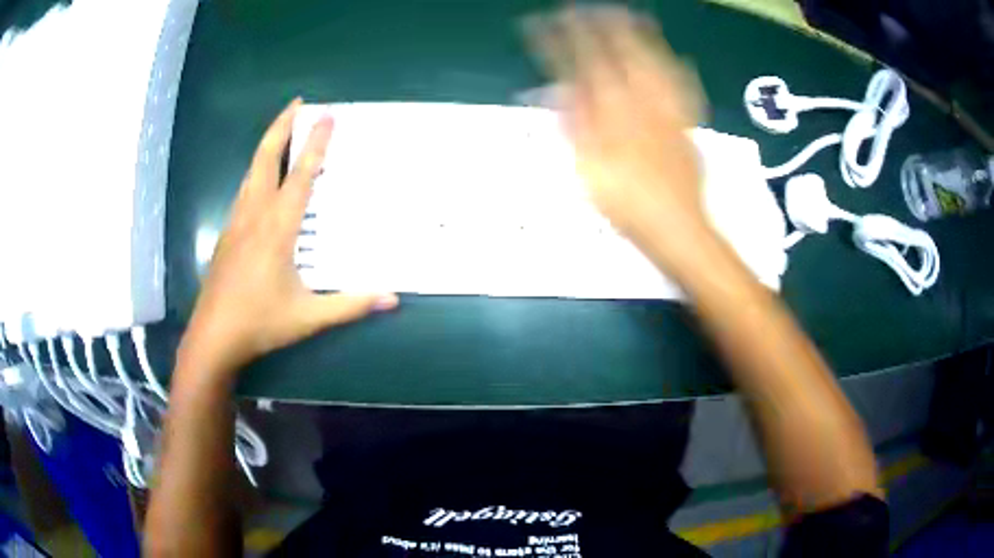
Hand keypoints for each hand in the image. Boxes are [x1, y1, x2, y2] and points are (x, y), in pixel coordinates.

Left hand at [180, 99, 397, 376]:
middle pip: (266, 158)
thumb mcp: (309, 317)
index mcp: (277, 228)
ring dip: (268, 146)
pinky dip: (258, 171)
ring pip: (251, 171)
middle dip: (282, 126)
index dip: (316, 144)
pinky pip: (244, 189)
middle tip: (298, 104)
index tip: (327, 115)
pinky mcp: (227, 233)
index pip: (301, 176)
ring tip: (283, 131)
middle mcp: (255, 215)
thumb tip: (392, 298)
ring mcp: (236, 222)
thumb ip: (350, 304)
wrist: (213, 336)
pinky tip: (263, 178)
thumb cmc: (260, 323)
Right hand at [527, 7, 713, 273]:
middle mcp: (642, 105)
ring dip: (640, 38)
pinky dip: (679, 70)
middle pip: (620, 57)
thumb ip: (575, 125)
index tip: (544, 23)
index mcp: (613, 115)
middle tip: (583, 7)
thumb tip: (557, 89)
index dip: (561, 43)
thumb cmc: (629, 207)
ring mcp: (668, 114)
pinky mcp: (686, 126)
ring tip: (630, 15)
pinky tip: (678, 58)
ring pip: (654, 66)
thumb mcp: (589, 169)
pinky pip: (684, 90)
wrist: (678, 230)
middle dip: (599, 28)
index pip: (582, 68)